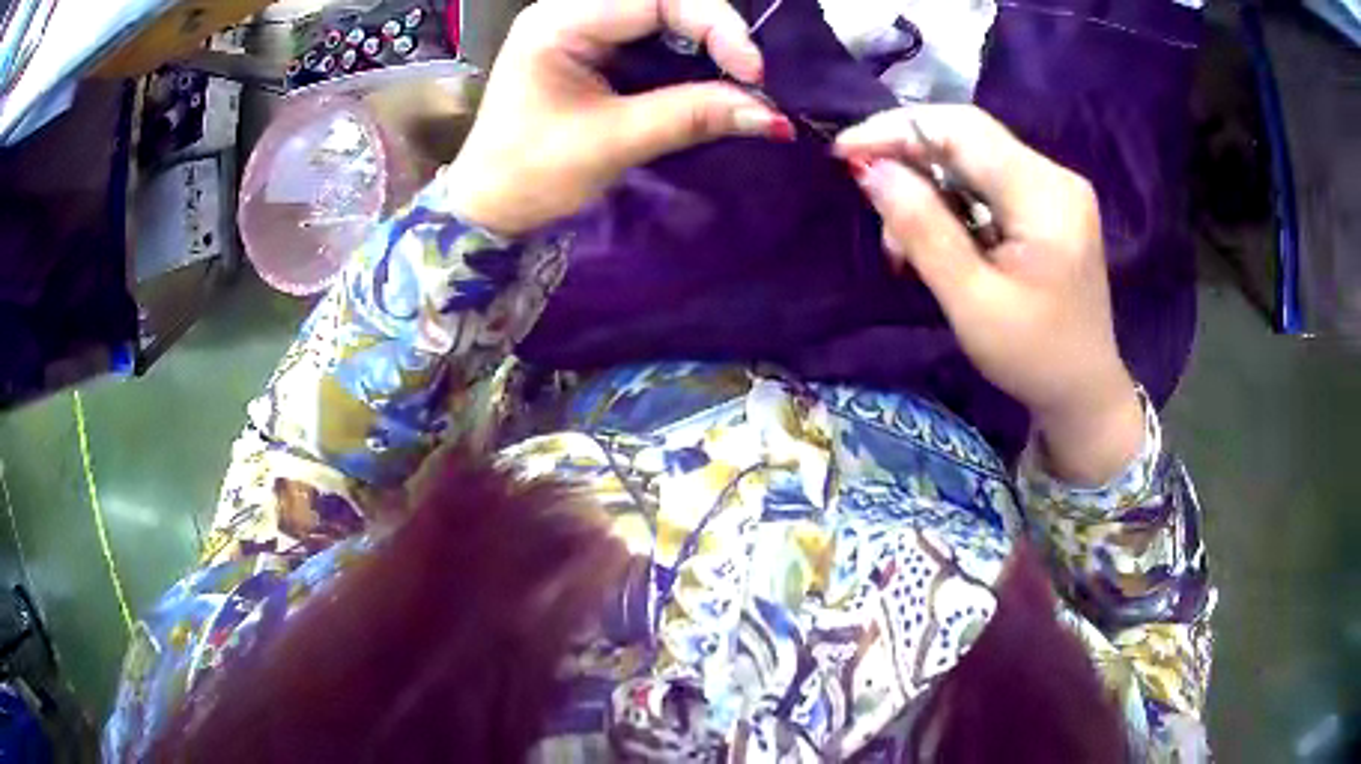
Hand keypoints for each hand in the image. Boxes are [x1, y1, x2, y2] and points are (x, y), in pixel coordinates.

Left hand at [446, 0, 791, 237]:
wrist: (489, 205)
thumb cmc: (532, 175)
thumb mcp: (613, 143)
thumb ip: (692, 117)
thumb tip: (771, 114)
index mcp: (559, 22)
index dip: (715, 25)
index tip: (752, 72)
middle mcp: (570, 10)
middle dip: (714, 29)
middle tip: (749, 73)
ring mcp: (580, 24)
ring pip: (662, 13)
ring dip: (705, 40)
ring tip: (737, 74)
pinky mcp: (591, 45)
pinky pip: (652, 33)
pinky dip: (687, 52)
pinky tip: (708, 75)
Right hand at [835, 105, 1142, 484]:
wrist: (1084, 392)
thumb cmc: (1033, 358)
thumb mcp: (972, 302)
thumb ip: (924, 231)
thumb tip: (872, 171)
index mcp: (1045, 195)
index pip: (962, 130)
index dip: (898, 129)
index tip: (844, 152)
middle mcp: (1055, 176)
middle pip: (968, 137)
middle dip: (909, 159)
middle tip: (869, 197)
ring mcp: (1055, 188)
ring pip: (974, 158)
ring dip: (928, 186)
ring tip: (903, 242)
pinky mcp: (1049, 204)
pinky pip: (988, 180)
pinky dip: (952, 200)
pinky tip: (937, 236)